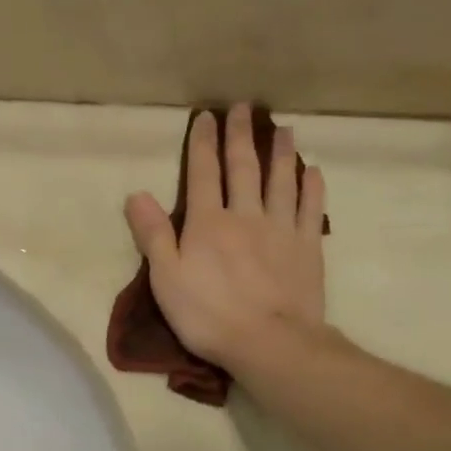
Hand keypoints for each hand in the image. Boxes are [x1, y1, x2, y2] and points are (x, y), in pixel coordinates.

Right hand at [124, 105, 327, 371]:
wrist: (269, 343)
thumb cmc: (207, 314)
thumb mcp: (165, 278)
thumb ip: (153, 235)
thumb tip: (136, 194)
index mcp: (207, 223)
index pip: (203, 174)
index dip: (203, 144)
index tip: (206, 117)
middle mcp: (246, 216)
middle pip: (244, 168)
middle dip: (241, 136)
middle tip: (244, 107)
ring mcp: (281, 230)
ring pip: (282, 182)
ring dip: (281, 153)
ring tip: (284, 129)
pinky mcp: (308, 249)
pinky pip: (311, 210)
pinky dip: (312, 188)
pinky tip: (313, 173)